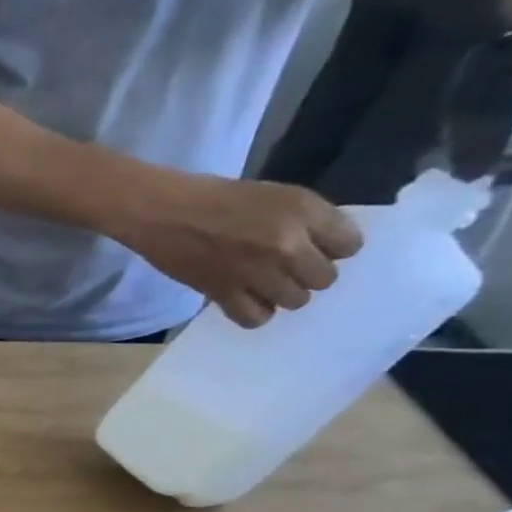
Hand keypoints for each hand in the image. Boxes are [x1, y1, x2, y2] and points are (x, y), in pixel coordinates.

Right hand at [115, 175, 362, 328]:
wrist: (161, 212)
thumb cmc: (216, 197)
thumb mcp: (274, 194)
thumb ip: (305, 219)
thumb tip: (320, 247)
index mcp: (303, 212)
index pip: (350, 246)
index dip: (332, 248)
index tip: (311, 246)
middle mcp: (286, 245)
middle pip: (324, 279)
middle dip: (308, 274)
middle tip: (284, 267)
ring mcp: (254, 272)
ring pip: (294, 300)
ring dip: (283, 294)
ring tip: (263, 285)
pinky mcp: (222, 292)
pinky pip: (255, 317)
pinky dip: (256, 313)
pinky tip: (247, 301)